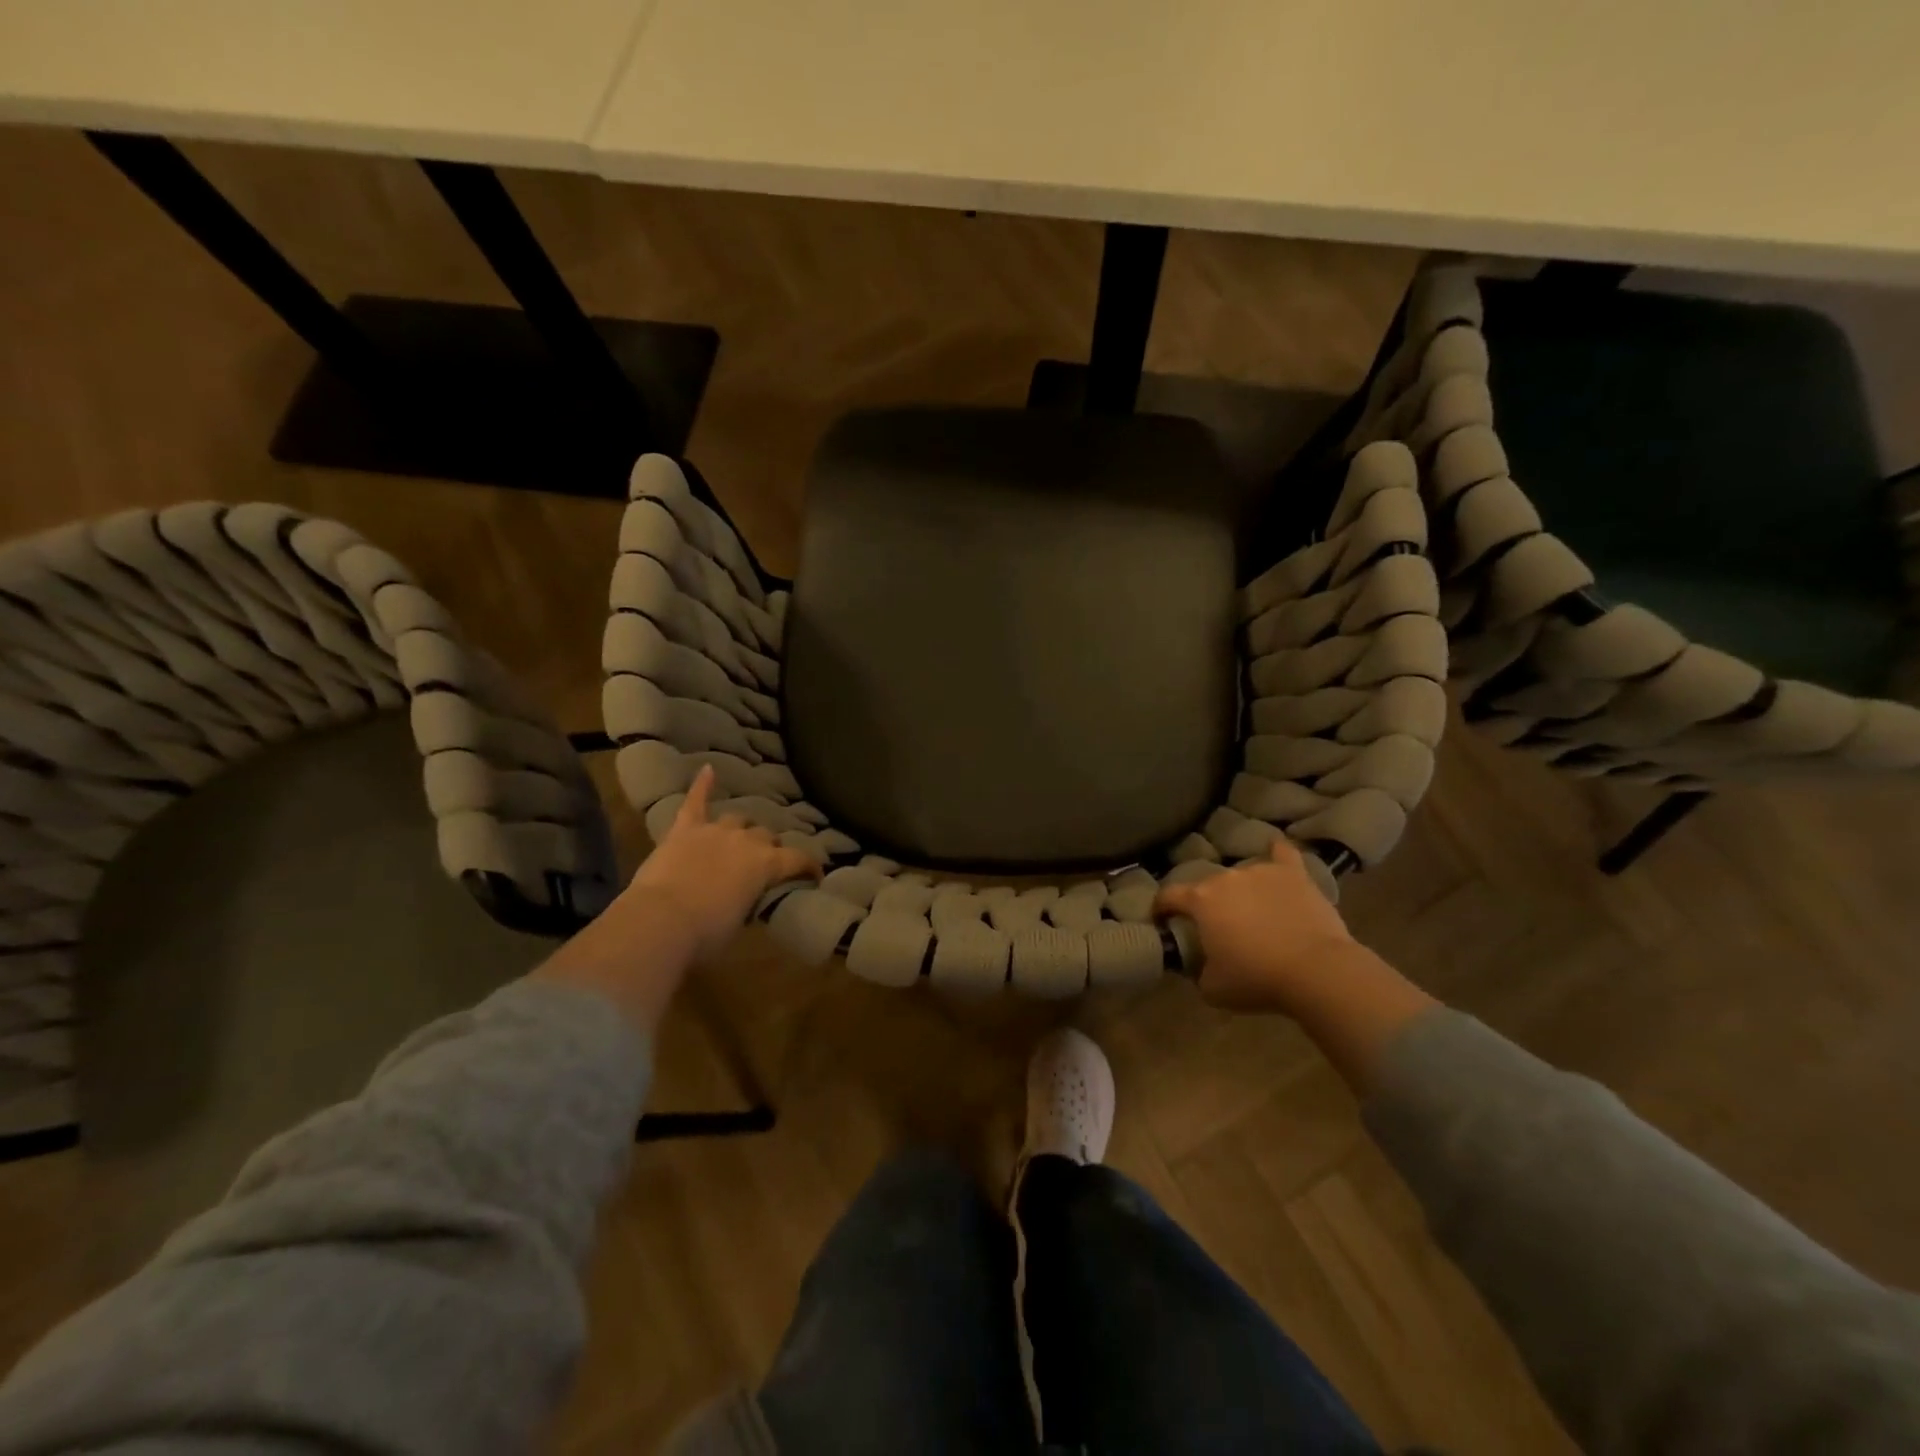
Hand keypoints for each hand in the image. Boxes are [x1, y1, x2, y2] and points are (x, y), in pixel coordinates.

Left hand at [627, 765, 820, 960]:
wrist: (660, 920)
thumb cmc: (706, 933)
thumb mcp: (739, 923)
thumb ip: (748, 901)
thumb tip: (745, 898)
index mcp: (767, 865)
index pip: (798, 859)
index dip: (810, 867)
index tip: (815, 876)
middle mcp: (746, 841)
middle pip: (766, 836)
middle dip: (768, 848)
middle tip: (763, 863)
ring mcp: (714, 831)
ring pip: (737, 819)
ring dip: (741, 829)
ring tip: (738, 838)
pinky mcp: (684, 829)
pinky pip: (695, 801)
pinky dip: (702, 785)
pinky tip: (707, 769)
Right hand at [1154, 838, 1436, 1087]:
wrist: (1316, 971)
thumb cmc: (1257, 979)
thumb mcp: (1212, 988)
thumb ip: (1197, 971)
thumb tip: (1198, 966)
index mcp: (1201, 900)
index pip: (1169, 895)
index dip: (1161, 907)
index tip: (1161, 919)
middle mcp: (1225, 878)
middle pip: (1208, 886)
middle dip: (1208, 904)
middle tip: (1218, 926)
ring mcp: (1261, 871)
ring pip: (1242, 876)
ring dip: (1242, 891)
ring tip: (1253, 910)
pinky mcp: (1294, 874)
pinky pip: (1282, 854)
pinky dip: (1277, 853)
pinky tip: (1276, 852)